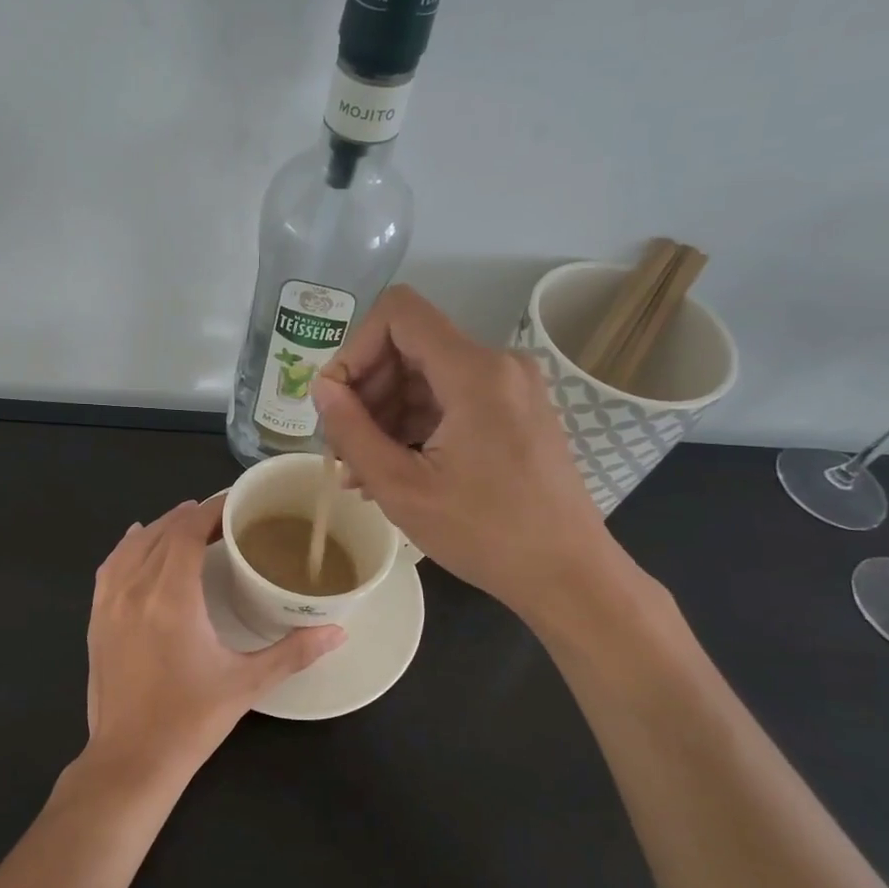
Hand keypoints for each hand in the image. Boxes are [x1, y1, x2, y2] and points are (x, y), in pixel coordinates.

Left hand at [84, 496, 342, 776]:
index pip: (186, 532)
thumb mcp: (247, 684)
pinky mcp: (95, 620)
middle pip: (161, 533)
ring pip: (132, 546)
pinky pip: (109, 568)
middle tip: (223, 517)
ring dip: (160, 528)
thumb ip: (294, 653)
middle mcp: (134, 590)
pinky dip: (127, 547)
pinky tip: (137, 542)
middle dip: (191, 516)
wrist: (130, 761)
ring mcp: (108, 604)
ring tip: (187, 522)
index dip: (210, 510)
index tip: (235, 503)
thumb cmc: (191, 721)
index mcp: (171, 598)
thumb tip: (338, 631)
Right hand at [310, 285, 636, 629]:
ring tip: (361, 472)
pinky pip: (450, 399)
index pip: (398, 313)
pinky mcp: (514, 410)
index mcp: (474, 371)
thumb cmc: (484, 534)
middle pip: (408, 347)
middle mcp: (497, 364)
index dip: (354, 348)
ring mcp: (509, 387)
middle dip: (366, 392)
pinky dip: (415, 426)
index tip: (337, 402)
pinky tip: (394, 470)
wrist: (567, 574)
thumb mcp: (401, 487)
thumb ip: (352, 430)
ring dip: (385, 416)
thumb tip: (321, 387)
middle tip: (342, 449)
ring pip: (425, 376)